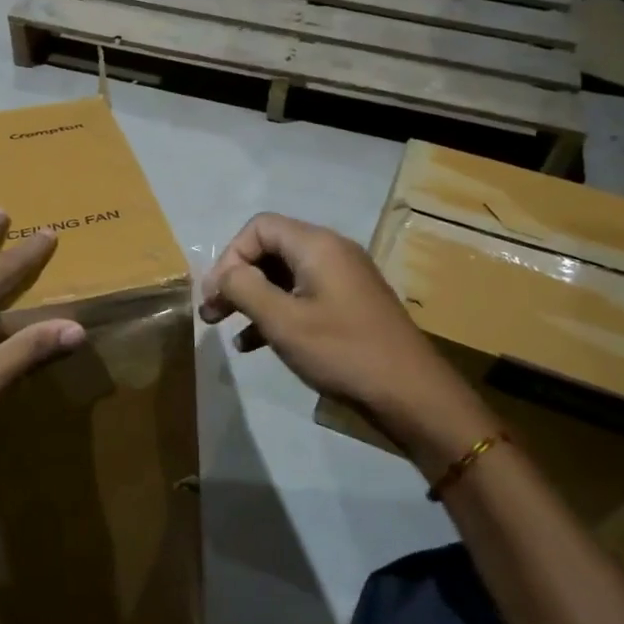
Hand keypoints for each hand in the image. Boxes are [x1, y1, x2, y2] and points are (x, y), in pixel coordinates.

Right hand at [199, 213, 496, 459]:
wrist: (412, 395)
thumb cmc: (343, 352)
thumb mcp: (283, 321)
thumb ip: (244, 289)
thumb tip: (224, 274)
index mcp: (317, 246)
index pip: (259, 228)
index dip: (230, 256)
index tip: (215, 294)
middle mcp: (331, 252)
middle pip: (270, 249)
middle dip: (236, 279)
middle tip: (211, 312)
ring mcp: (343, 279)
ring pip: (283, 275)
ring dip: (251, 298)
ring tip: (224, 328)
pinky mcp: (349, 305)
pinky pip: (302, 296)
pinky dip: (275, 312)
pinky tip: (253, 344)